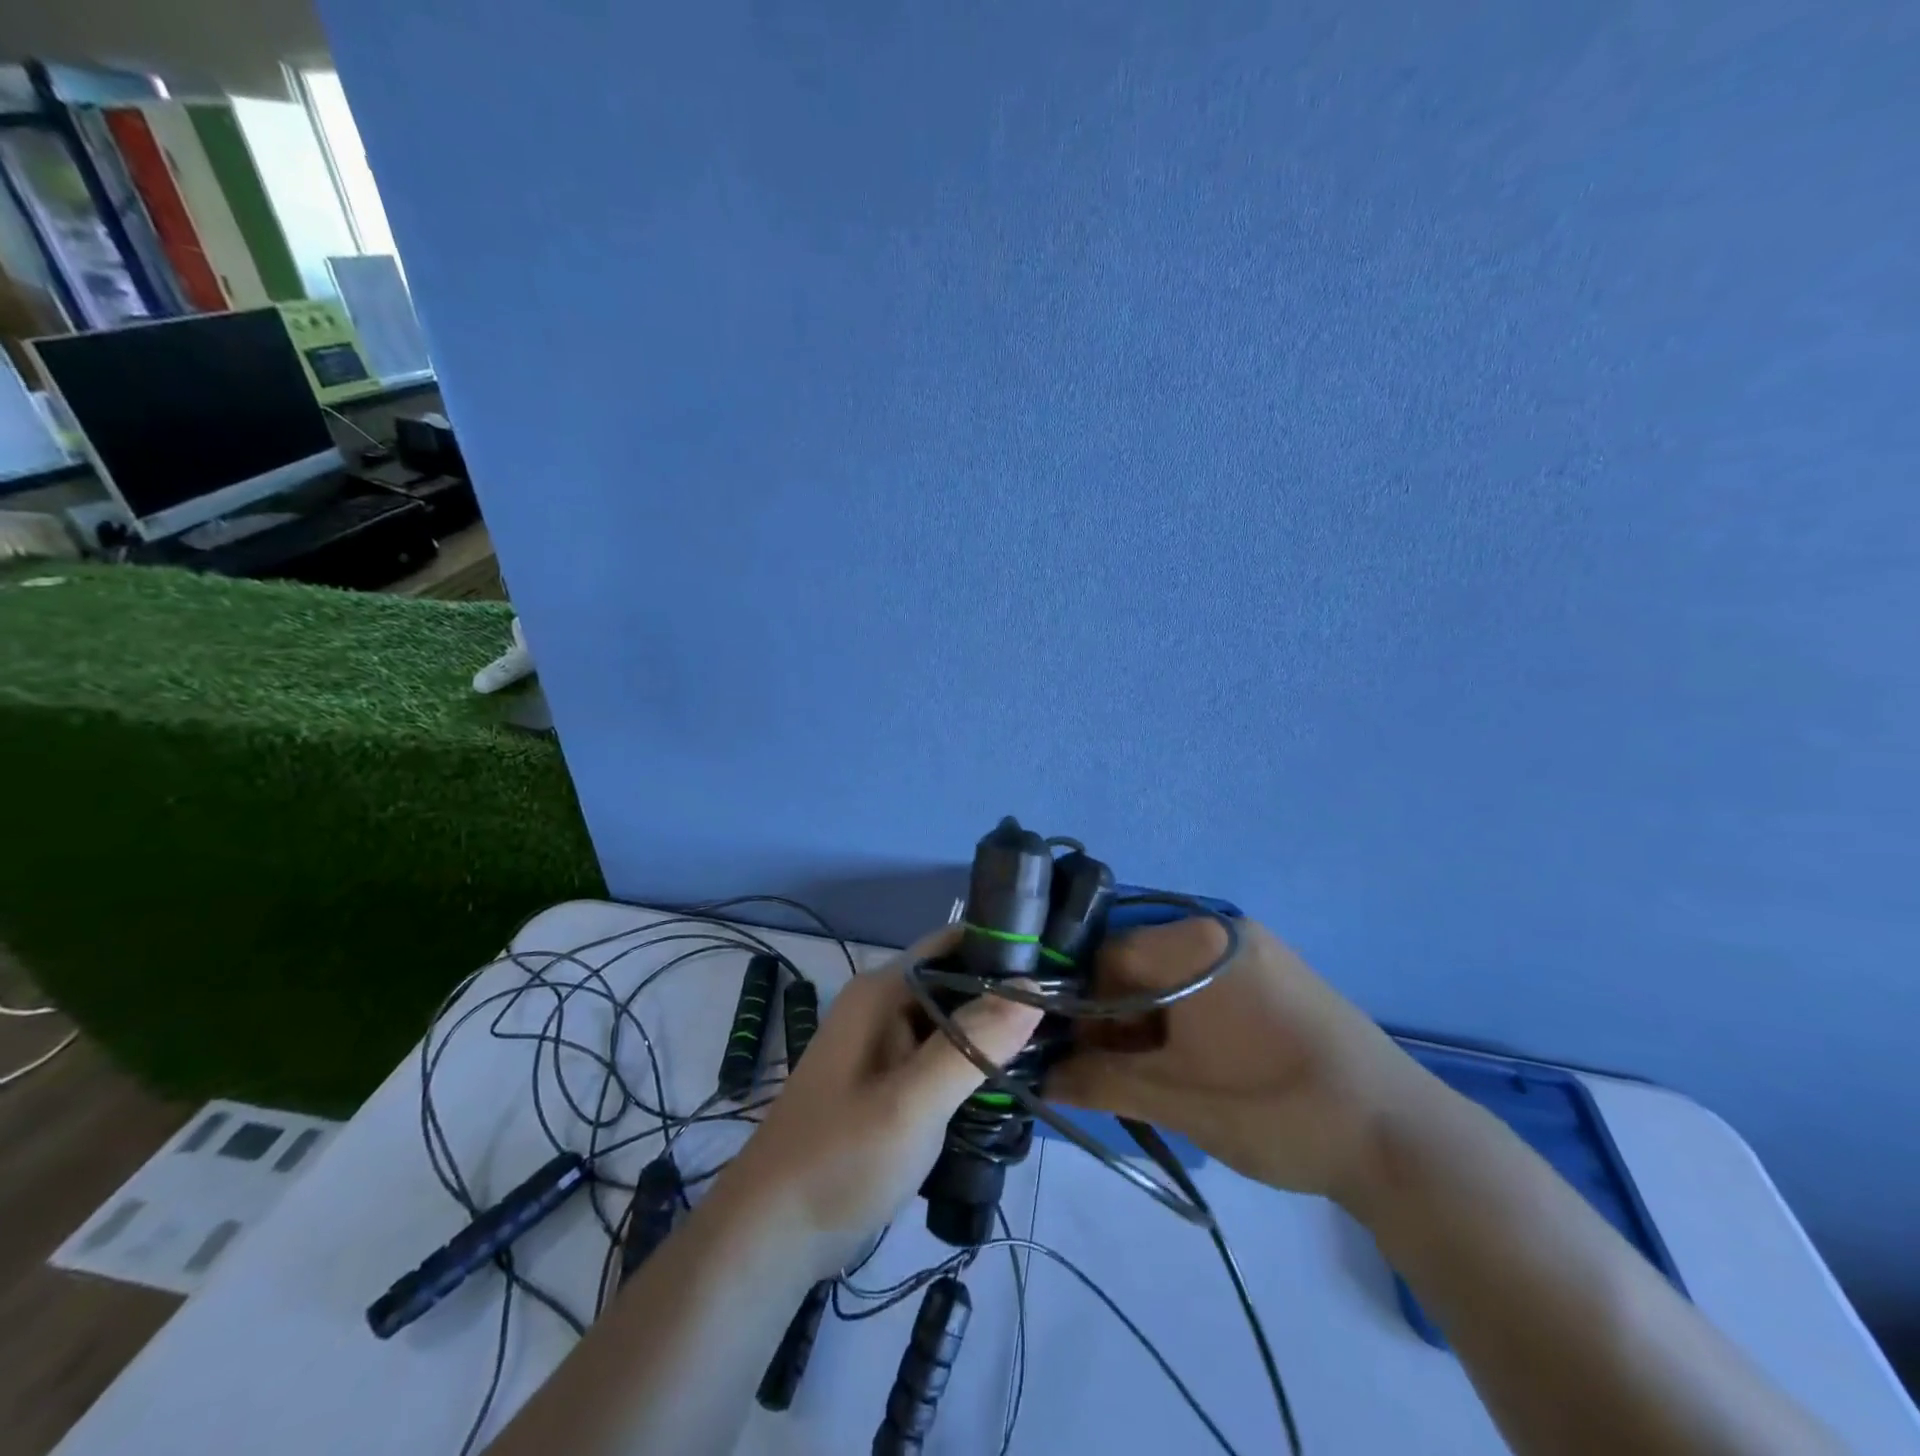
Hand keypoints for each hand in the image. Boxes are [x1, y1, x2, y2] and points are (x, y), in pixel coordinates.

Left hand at [711, 928, 1043, 1279]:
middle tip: (1067, 1022)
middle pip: (957, 981)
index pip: (955, 944)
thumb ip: (972, 1044)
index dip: (1006, 948)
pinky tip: (1009, 1088)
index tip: (1061, 969)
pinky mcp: (887, 1082)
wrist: (771, 1236)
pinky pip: (940, 1057)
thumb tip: (1031, 984)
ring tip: (1052, 1054)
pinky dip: (972, 1066)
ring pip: (952, 1022)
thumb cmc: (839, 1160)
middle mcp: (882, 1005)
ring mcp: (883, 1045)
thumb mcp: (911, 1103)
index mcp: (882, 991)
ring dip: (993, 1036)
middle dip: (1007, 997)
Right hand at [1046, 916, 1434, 1207]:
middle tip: (1121, 1074)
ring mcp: (1257, 948)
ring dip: (1154, 1021)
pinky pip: (1211, 983)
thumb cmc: (1271, 1107)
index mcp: (1193, 942)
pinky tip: (1201, 1064)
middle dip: (1119, 1017)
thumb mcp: (1172, 1099)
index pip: (1105, 957)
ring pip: (1174, 975)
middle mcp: (1222, 928)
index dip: (1084, 1008)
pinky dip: (1190, 1017)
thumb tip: (1041, 1077)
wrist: (1401, 1138)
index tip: (1084, 1058)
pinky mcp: (1281, 973)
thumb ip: (1097, 1081)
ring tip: (1162, 1077)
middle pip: (1140, 963)